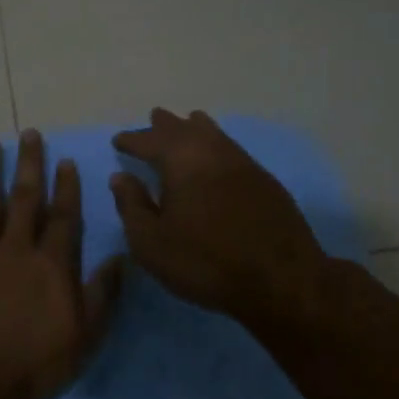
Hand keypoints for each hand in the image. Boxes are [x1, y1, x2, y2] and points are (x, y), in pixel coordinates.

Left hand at [0, 130, 124, 398]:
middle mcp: (15, 249)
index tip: (65, 160)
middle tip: (29, 133)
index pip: (63, 216)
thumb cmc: (36, 362)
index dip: (66, 187)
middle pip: (24, 199)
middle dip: (29, 164)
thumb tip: (122, 256)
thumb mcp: (85, 334)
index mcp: (51, 263)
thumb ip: (102, 292)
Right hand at [109, 109, 328, 329]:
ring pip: (213, 134)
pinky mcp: (265, 181)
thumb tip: (121, 177)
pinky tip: (217, 156)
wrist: (280, 280)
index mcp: (180, 161)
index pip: (149, 141)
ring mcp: (243, 163)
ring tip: (187, 123)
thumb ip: (132, 206)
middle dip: (165, 125)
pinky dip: (217, 144)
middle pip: (184, 129)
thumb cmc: (204, 262)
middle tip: (154, 118)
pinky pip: (232, 149)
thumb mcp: (151, 242)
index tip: (118, 141)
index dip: (132, 140)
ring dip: (195, 128)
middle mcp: (212, 152)